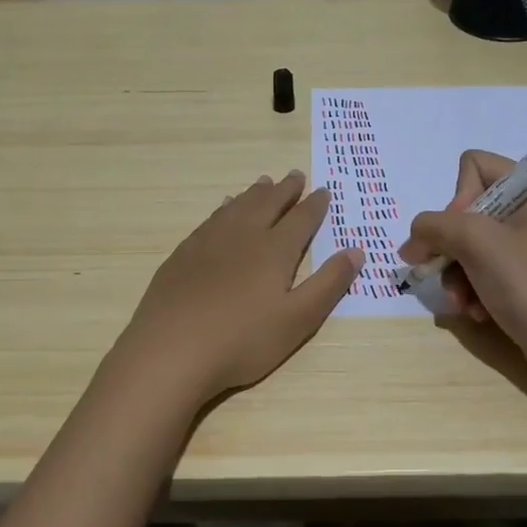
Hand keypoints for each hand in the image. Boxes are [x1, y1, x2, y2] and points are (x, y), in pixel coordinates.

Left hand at [117, 171, 361, 404]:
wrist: (171, 351)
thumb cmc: (242, 341)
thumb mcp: (298, 320)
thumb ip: (328, 284)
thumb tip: (356, 251)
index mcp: (274, 251)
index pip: (301, 220)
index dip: (314, 205)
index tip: (324, 191)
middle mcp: (243, 236)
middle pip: (267, 204)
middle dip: (285, 190)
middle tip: (295, 176)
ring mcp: (208, 242)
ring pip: (238, 207)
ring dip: (254, 194)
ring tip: (264, 183)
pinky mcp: (183, 254)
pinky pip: (211, 219)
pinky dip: (225, 208)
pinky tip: (224, 209)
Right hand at [399, 150, 526, 392]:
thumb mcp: (478, 245)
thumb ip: (435, 227)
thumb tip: (411, 242)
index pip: (475, 166)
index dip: (458, 198)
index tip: (462, 234)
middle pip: (468, 211)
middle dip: (452, 247)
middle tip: (447, 275)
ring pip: (470, 246)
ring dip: (458, 276)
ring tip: (462, 304)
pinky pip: (485, 271)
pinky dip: (474, 291)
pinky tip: (476, 313)